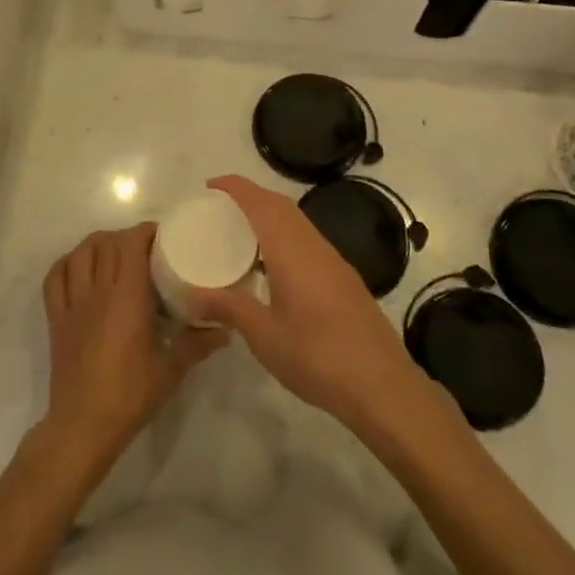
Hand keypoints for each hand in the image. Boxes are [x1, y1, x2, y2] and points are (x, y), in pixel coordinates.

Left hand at [41, 223, 224, 472]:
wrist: (83, 426)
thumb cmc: (130, 395)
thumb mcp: (171, 369)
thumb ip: (198, 344)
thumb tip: (226, 329)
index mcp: (126, 298)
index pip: (130, 244)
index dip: (145, 232)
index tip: (163, 238)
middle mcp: (97, 292)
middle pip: (106, 243)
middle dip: (126, 237)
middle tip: (145, 249)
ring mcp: (72, 303)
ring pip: (79, 253)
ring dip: (97, 245)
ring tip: (114, 253)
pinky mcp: (56, 318)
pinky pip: (55, 278)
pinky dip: (67, 264)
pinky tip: (81, 269)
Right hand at [189, 175, 423, 434]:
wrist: (383, 387)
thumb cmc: (318, 357)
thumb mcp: (265, 336)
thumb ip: (229, 307)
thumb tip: (191, 294)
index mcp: (293, 251)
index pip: (261, 203)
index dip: (235, 187)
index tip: (209, 187)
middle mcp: (315, 246)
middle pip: (281, 206)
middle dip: (250, 197)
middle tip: (219, 208)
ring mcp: (334, 262)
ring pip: (298, 223)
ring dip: (269, 216)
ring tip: (239, 234)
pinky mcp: (344, 279)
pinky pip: (308, 241)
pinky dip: (284, 237)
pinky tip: (271, 268)